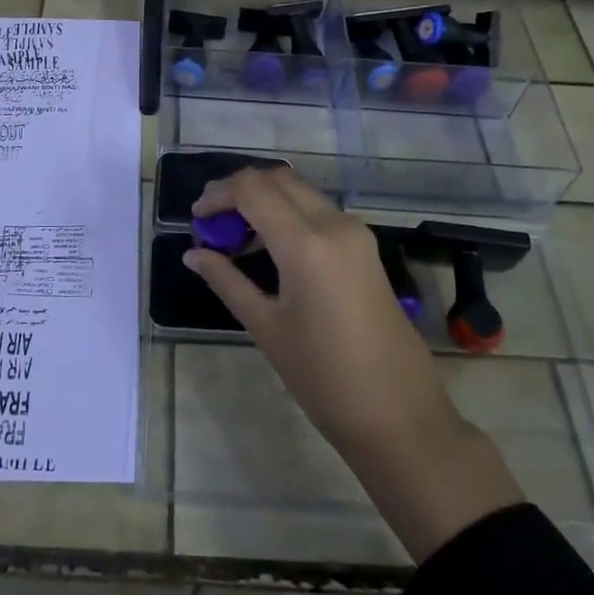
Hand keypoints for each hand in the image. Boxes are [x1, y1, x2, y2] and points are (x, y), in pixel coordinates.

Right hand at [185, 168, 521, 559]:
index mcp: (306, 243)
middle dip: (240, 190)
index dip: (218, 194)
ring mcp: (355, 233)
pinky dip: (288, 213)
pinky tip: (270, 246)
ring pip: (300, 191)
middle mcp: (334, 225)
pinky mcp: (365, 247)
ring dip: (265, 200)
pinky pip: (319, 212)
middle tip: (213, 221)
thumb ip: (227, 281)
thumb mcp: (266, 327)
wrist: (399, 415)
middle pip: (278, 179)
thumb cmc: (324, 377)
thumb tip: (193, 254)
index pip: (252, 188)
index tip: (197, 220)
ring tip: (236, 236)